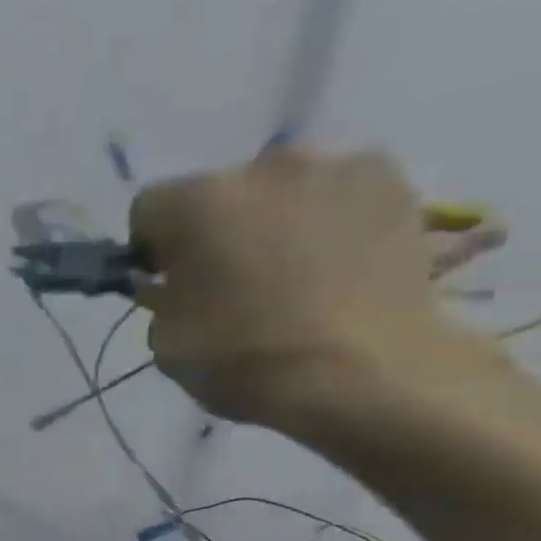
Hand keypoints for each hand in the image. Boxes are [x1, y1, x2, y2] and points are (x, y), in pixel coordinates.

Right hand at [129, 147, 448, 430]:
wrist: (365, 375)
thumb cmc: (247, 362)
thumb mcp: (168, 345)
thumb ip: (161, 301)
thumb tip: (173, 285)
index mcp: (195, 204)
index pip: (149, 209)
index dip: (152, 248)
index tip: (168, 282)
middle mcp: (261, 166)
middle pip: (219, 193)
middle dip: (217, 230)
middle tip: (232, 282)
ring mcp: (333, 166)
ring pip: (280, 190)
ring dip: (273, 221)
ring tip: (292, 276)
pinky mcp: (391, 180)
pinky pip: (336, 194)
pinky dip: (328, 221)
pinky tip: (337, 266)